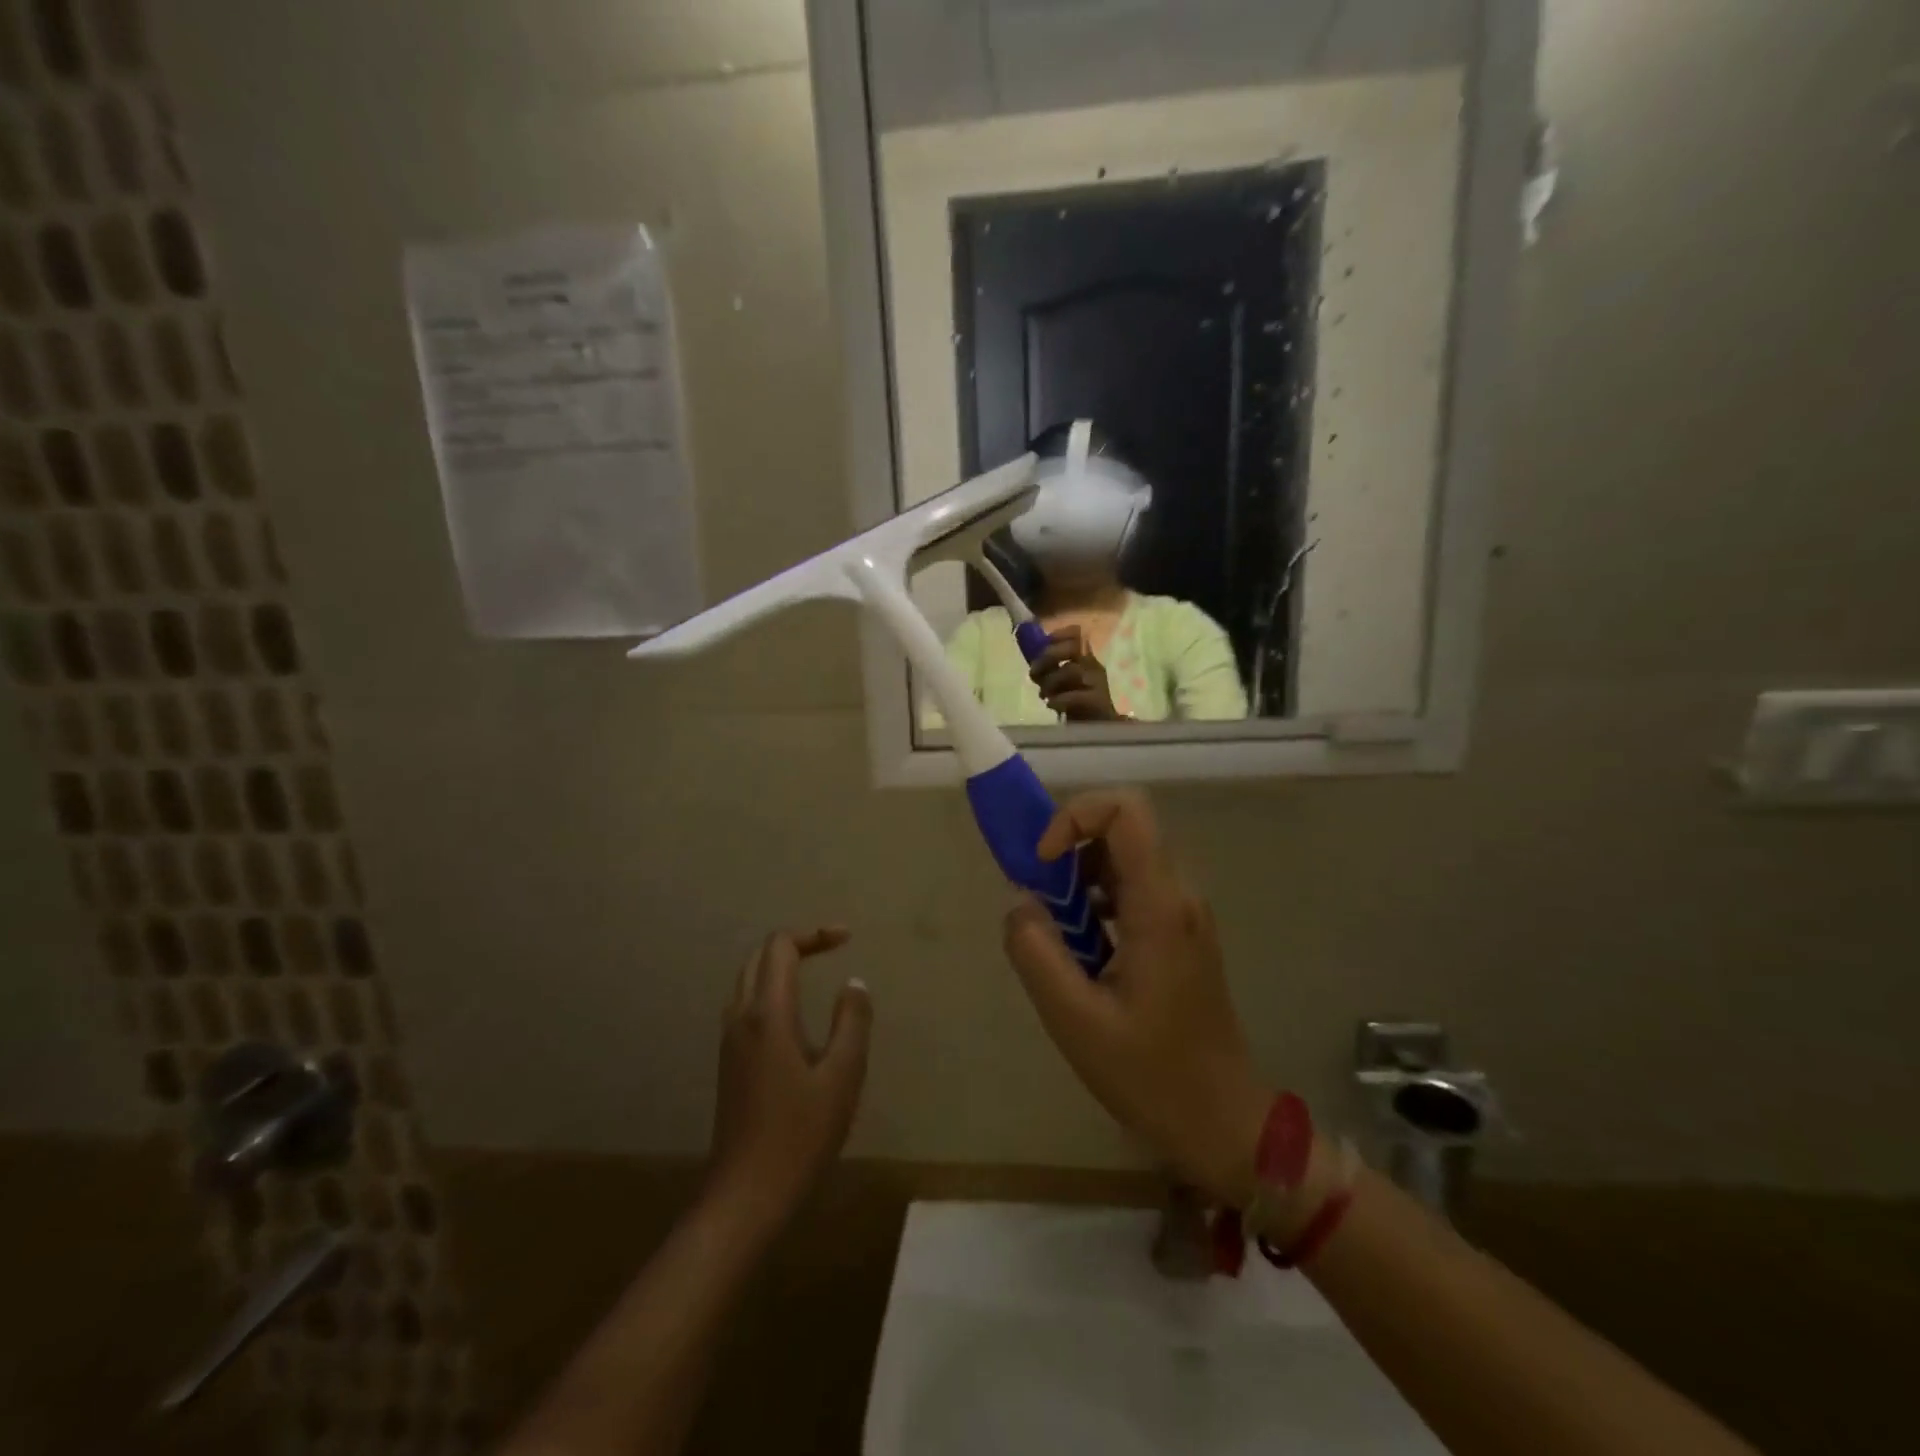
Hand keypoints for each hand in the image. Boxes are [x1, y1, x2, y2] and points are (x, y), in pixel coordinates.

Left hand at [708, 928, 871, 1229]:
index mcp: (769, 1014)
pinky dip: (771, 989)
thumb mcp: (842, 1076)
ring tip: (816, 972)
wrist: (746, 1195)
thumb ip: (852, 1023)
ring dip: (780, 965)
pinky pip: (747, 1005)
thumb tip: (854, 984)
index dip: (814, 934)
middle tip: (833, 948)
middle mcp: (742, 1017)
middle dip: (796, 943)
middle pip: (759, 957)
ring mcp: (730, 1041)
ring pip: (748, 980)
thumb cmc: (800, 1135)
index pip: (781, 947)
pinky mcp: (730, 1062)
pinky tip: (796, 1016)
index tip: (847, 939)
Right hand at [1001, 792, 1268, 1205]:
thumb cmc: (1150, 1074)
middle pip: (1124, 827)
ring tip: (1057, 931)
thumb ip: (1036, 952)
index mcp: (1160, 906)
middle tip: (1040, 898)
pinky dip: (1097, 898)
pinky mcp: (1180, 931)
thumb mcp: (1075, 1019)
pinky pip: (1135, 887)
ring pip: (1126, 857)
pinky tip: (1083, 948)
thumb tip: (1020, 903)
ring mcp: (1184, 912)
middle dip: (1071, 847)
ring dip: (1081, 877)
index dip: (1074, 817)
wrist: (1222, 1120)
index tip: (1043, 862)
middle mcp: (1179, 895)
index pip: (1126, 810)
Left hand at [1030, 628, 1120, 719]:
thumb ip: (1048, 669)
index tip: (1044, 644)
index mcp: (1084, 658)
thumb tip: (1031, 658)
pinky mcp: (1098, 702)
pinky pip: (1076, 696)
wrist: (1097, 729)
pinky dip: (1059, 700)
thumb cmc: (1076, 703)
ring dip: (1051, 682)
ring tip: (1044, 695)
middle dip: (1049, 657)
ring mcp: (1098, 683)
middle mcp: (1093, 666)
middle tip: (1035, 673)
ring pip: (1072, 670)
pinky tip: (1052, 705)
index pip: (1077, 634)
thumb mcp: (1060, 682)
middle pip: (1074, 647)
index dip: (1059, 635)